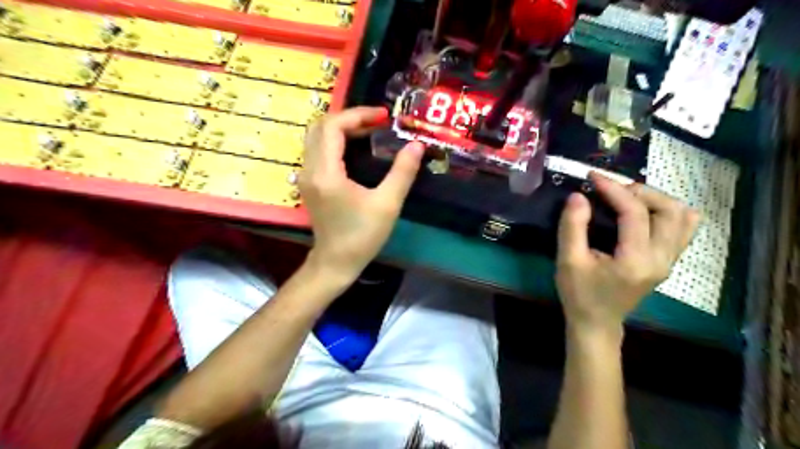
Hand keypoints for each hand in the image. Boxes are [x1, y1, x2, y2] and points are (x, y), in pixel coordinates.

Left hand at [300, 105, 423, 280]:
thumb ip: (402, 172)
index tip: (384, 117)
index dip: (359, 115)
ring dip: (342, 128)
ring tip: (370, 131)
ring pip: (316, 136)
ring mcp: (306, 176)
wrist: (336, 262)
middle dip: (350, 118)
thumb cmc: (362, 236)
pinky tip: (357, 147)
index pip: (333, 127)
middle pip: (320, 126)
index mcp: (326, 173)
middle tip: (377, 123)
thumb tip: (416, 145)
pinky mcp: (309, 182)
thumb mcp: (387, 205)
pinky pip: (318, 149)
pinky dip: (336, 140)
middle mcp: (309, 169)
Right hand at [558, 173, 701, 337]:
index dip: (614, 190)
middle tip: (610, 189)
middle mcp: (662, 259)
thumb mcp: (568, 261)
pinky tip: (644, 211)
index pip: (635, 213)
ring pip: (682, 216)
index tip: (593, 177)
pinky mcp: (668, 261)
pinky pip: (683, 228)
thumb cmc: (579, 294)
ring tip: (627, 197)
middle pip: (668, 209)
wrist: (597, 323)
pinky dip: (667, 211)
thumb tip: (578, 196)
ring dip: (655, 199)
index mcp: (636, 260)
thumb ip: (572, 227)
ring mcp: (670, 260)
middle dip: (639, 191)